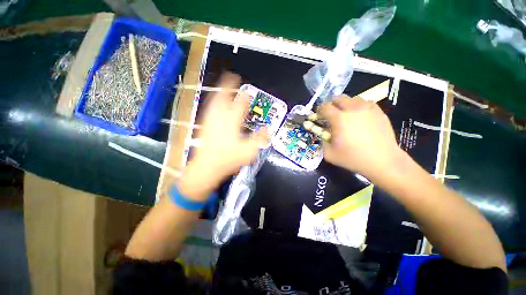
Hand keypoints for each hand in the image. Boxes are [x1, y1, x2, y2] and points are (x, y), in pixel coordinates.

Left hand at [178, 73, 267, 200]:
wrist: (206, 167)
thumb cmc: (228, 159)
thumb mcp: (249, 151)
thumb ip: (260, 139)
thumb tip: (267, 129)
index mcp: (232, 122)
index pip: (240, 105)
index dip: (244, 97)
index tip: (247, 92)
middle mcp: (220, 118)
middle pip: (224, 98)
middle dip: (228, 86)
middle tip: (231, 77)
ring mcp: (210, 121)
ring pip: (214, 101)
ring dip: (219, 92)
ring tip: (223, 86)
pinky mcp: (204, 125)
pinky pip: (208, 109)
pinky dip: (212, 102)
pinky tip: (213, 102)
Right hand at [319, 95, 401, 179]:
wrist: (382, 161)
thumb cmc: (353, 158)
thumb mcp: (329, 154)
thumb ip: (322, 141)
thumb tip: (323, 134)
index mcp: (339, 119)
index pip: (325, 106)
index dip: (319, 110)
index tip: (319, 116)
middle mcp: (353, 109)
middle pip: (338, 98)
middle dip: (332, 104)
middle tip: (331, 114)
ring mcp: (368, 108)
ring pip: (353, 98)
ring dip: (345, 104)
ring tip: (346, 115)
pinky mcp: (379, 111)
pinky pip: (365, 103)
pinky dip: (359, 107)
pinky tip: (360, 117)